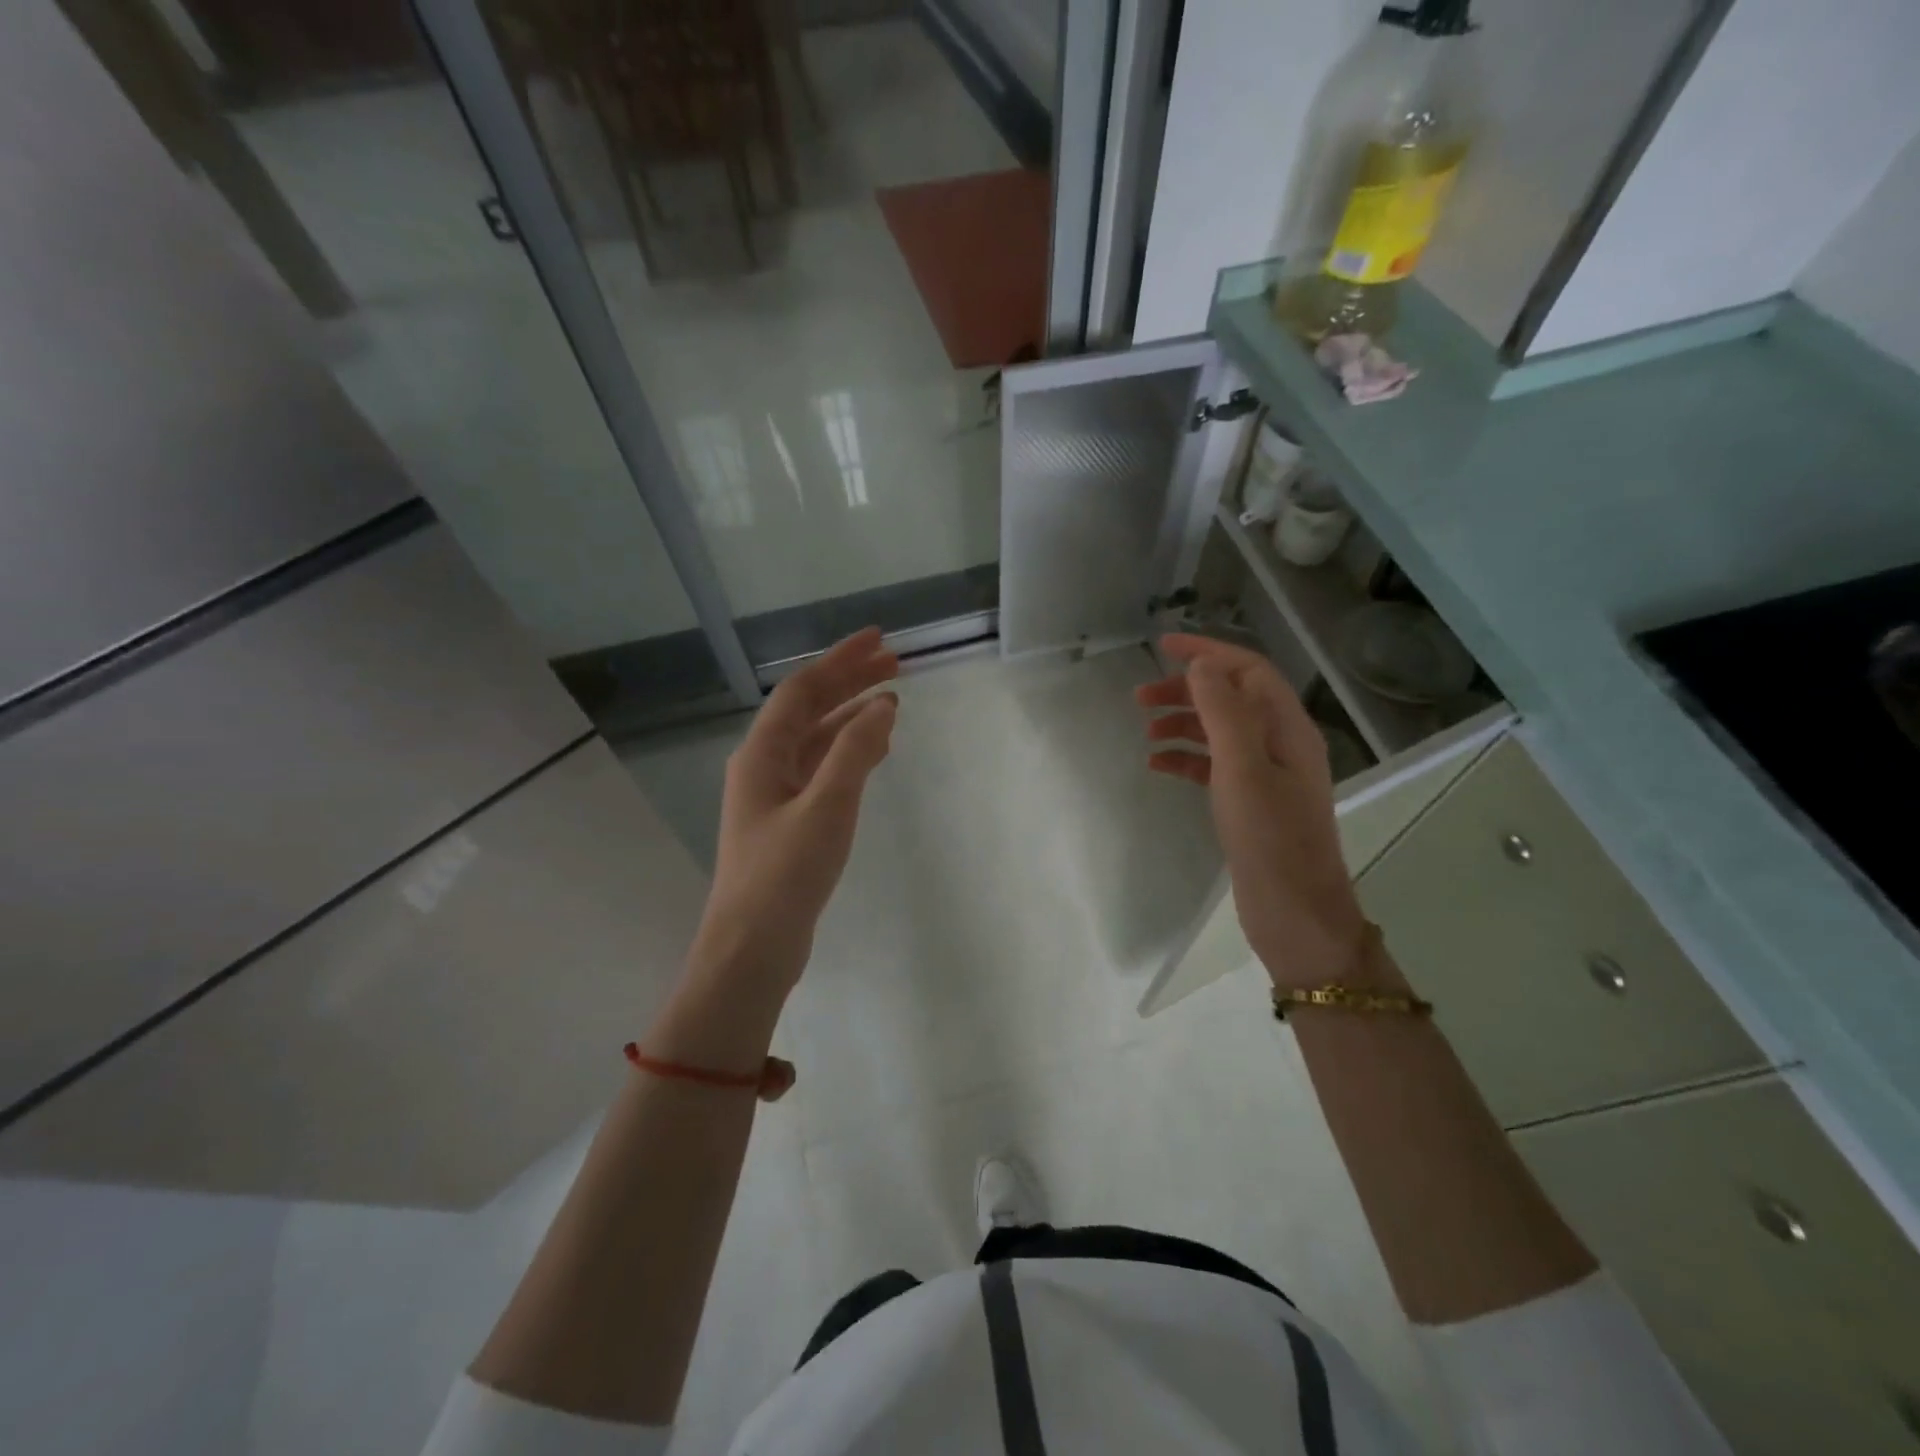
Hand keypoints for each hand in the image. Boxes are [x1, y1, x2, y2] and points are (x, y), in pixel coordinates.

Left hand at [694, 628, 898, 992]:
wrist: (752, 948)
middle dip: (850, 682)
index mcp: (762, 754)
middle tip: (895, 665)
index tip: (880, 640)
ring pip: (816, 740)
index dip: (841, 660)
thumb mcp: (826, 807)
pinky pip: (821, 770)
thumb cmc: (785, 874)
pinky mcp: (788, 821)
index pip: (803, 690)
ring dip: (851, 717)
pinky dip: (849, 753)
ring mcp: (774, 795)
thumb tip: (883, 705)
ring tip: (892, 702)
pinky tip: (874, 752)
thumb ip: (855, 752)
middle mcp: (763, 765)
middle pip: (809, 709)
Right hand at [1136, 634, 1376, 991]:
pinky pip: (1213, 767)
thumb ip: (1224, 712)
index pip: (1248, 671)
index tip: (1163, 646)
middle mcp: (1280, 745)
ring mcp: (1266, 776)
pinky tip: (1157, 765)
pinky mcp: (1250, 803)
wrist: (1295, 914)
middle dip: (1187, 690)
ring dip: (1183, 723)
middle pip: (1231, 699)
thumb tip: (1202, 666)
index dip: (1208, 652)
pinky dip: (1185, 759)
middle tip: (1140, 697)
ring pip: (1219, 732)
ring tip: (1145, 730)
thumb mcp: (1244, 769)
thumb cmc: (1271, 839)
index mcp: (1288, 729)